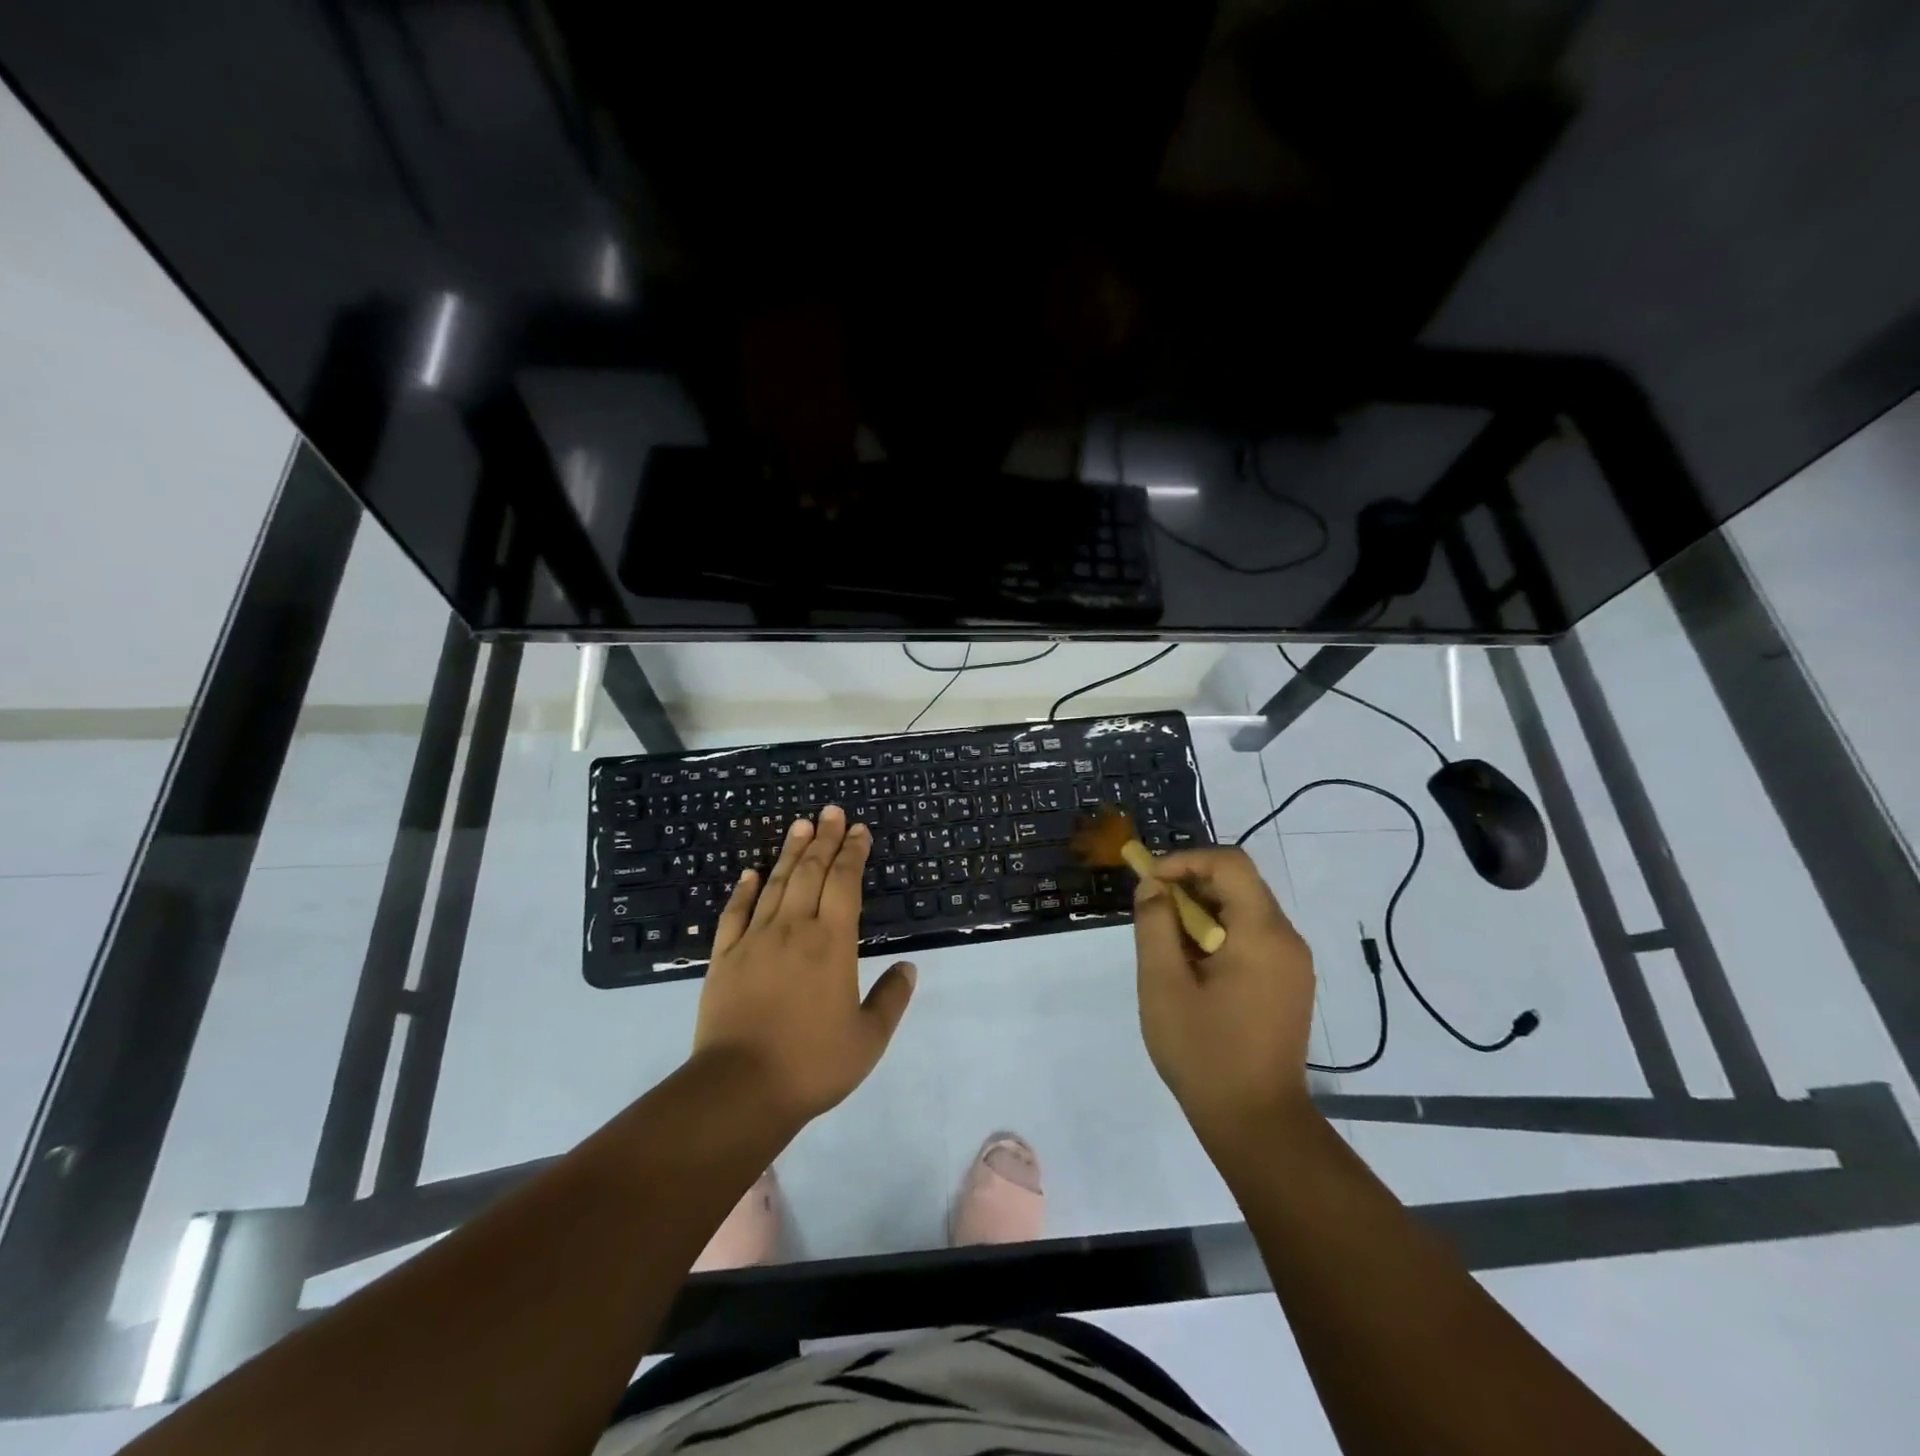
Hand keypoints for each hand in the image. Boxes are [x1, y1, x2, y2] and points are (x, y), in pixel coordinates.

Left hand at [691, 806, 916, 1128]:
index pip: (845, 884)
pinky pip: (735, 913)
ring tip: (800, 825)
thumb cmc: (812, 1064)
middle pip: (810, 872)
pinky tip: (751, 873)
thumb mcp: (868, 1039)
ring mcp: (754, 941)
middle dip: (824, 839)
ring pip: (775, 884)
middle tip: (831, 812)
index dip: (853, 853)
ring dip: (789, 852)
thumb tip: (908, 967)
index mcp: (832, 944)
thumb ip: (891, 999)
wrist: (740, 1089)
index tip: (859, 830)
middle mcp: (794, 930)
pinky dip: (744, 890)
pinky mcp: (724, 958)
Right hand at [1132, 847, 1316, 1147]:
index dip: (1185, 860)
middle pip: (1238, 883)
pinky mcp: (1289, 982)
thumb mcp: (1163, 985)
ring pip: (1244, 909)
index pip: (1230, 863)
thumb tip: (1153, 887)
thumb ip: (1155, 925)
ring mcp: (1293, 962)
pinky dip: (1219, 934)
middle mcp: (1287, 939)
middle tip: (1152, 914)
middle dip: (1190, 886)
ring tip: (1167, 945)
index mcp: (1263, 934)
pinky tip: (1193, 968)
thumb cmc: (1204, 1053)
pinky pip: (1252, 936)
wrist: (1257, 1123)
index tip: (1149, 883)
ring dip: (1202, 912)